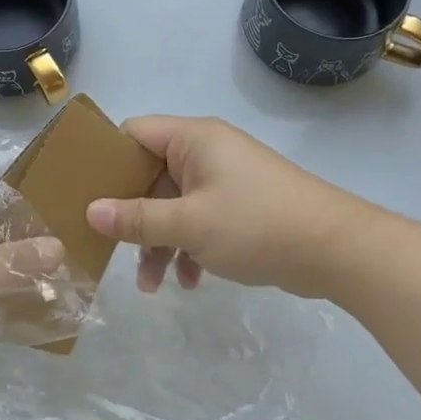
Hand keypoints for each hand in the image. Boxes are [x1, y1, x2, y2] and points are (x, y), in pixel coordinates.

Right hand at [85, 116, 363, 297]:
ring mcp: (225, 179)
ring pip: (174, 204)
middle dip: (133, 216)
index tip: (83, 193)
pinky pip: (199, 219)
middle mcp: (206, 152)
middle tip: (111, 248)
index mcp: (192, 139)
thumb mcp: (189, 224)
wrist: (337, 250)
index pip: (133, 134)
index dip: (107, 160)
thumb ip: (136, 218)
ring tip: (152, 285)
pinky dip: (189, 247)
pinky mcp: (240, 206)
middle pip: (150, 175)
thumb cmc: (256, 225)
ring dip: (160, 241)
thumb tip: (90, 211)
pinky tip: (190, 282)